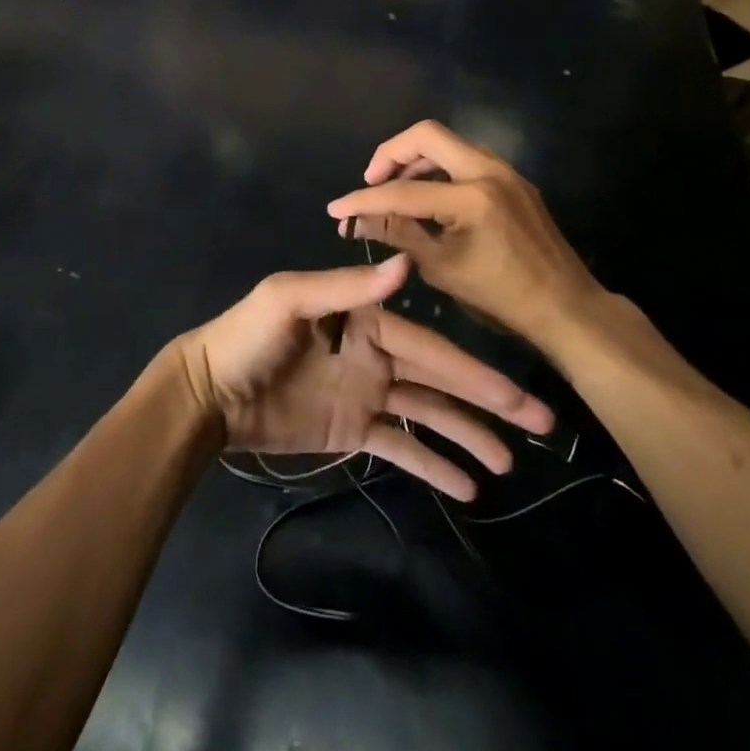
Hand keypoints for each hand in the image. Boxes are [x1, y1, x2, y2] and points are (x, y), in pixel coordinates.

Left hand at [175, 255, 553, 500]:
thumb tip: (406, 264)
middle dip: (489, 400)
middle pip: (441, 379)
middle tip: (542, 424)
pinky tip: (466, 485)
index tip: (516, 391)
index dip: (474, 369)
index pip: (430, 345)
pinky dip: (431, 463)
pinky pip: (399, 446)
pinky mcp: (351, 430)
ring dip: (468, 434)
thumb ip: (346, 287)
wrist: (207, 394)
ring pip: (428, 413)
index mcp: (365, 318)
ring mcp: (365, 393)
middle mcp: (374, 353)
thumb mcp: (289, 301)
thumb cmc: (246, 339)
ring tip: (510, 462)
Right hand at [325, 121, 618, 357]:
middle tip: (371, 182)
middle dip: (390, 154)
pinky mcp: (513, 179)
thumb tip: (358, 219)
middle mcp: (489, 171)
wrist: (567, 307)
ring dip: (415, 158)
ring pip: (447, 143)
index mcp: (471, 198)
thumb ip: (399, 235)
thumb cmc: (502, 298)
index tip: (336, 209)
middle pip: (426, 134)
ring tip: (394, 190)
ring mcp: (505, 171)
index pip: (403, 190)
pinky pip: (466, 158)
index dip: (364, 200)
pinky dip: (439, 168)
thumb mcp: (442, 269)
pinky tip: (427, 196)